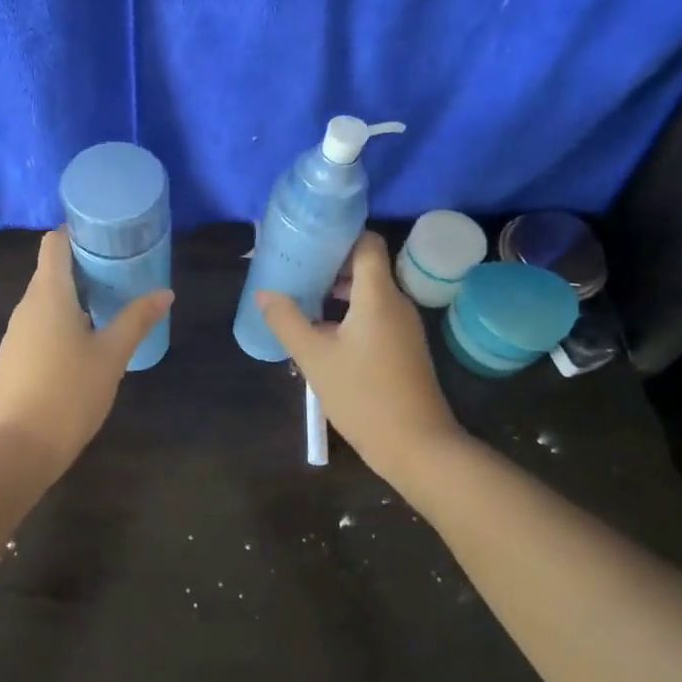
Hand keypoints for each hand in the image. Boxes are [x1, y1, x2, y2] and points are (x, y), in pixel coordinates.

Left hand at [0, 229, 172, 465]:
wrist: (21, 446)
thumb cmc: (70, 391)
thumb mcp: (113, 354)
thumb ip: (137, 319)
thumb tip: (165, 293)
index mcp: (49, 294)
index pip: (55, 243)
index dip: (78, 233)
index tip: (108, 240)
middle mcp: (26, 305)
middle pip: (51, 269)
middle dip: (84, 267)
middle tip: (121, 274)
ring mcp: (15, 331)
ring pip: (45, 299)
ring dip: (73, 296)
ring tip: (108, 307)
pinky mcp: (13, 355)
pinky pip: (38, 323)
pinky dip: (60, 320)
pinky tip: (83, 344)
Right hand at [256, 231, 466, 486]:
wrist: (417, 447)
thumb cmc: (364, 395)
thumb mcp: (315, 358)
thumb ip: (287, 321)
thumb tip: (264, 293)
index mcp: (378, 295)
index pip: (367, 242)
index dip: (339, 235)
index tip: (308, 240)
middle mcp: (395, 302)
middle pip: (364, 266)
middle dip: (329, 265)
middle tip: (294, 268)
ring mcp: (402, 327)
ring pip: (367, 293)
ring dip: (336, 292)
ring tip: (300, 298)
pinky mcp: (403, 348)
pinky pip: (373, 316)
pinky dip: (348, 314)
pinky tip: (320, 332)